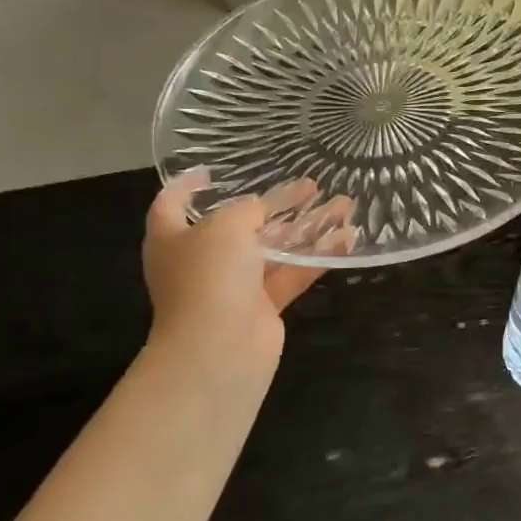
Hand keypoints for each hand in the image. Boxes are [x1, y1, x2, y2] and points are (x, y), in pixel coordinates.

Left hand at [142, 176, 355, 369]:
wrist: (219, 348)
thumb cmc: (210, 276)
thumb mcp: (226, 226)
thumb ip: (248, 209)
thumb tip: (262, 209)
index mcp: (174, 237)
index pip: (172, 203)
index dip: (187, 185)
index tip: (212, 172)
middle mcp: (202, 260)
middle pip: (240, 225)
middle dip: (275, 205)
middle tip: (310, 186)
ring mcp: (234, 286)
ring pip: (275, 249)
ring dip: (307, 228)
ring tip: (342, 205)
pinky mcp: (264, 306)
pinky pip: (293, 274)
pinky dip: (318, 256)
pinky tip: (348, 238)